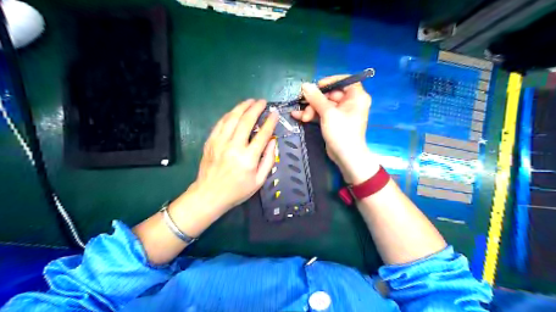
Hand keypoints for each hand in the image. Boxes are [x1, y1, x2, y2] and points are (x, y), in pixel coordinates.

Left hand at [187, 99, 278, 213]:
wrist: (209, 195)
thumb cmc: (237, 190)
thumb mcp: (259, 181)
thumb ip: (269, 160)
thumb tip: (273, 140)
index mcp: (248, 158)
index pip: (262, 134)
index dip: (270, 122)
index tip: (275, 114)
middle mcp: (234, 147)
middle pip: (246, 121)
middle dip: (256, 108)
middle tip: (263, 102)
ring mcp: (220, 142)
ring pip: (232, 118)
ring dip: (242, 107)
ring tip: (250, 101)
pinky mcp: (210, 142)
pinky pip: (220, 123)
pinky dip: (229, 115)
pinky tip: (235, 112)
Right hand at [292, 77, 377, 183]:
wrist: (346, 156)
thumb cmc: (342, 132)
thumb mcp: (328, 113)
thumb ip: (316, 98)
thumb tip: (305, 85)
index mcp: (356, 96)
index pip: (345, 81)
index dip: (330, 81)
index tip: (317, 86)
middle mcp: (350, 102)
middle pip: (330, 94)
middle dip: (315, 100)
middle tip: (304, 106)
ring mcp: (341, 113)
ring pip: (324, 104)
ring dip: (311, 109)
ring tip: (302, 117)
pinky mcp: (334, 121)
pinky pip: (322, 113)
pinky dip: (312, 114)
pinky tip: (298, 116)